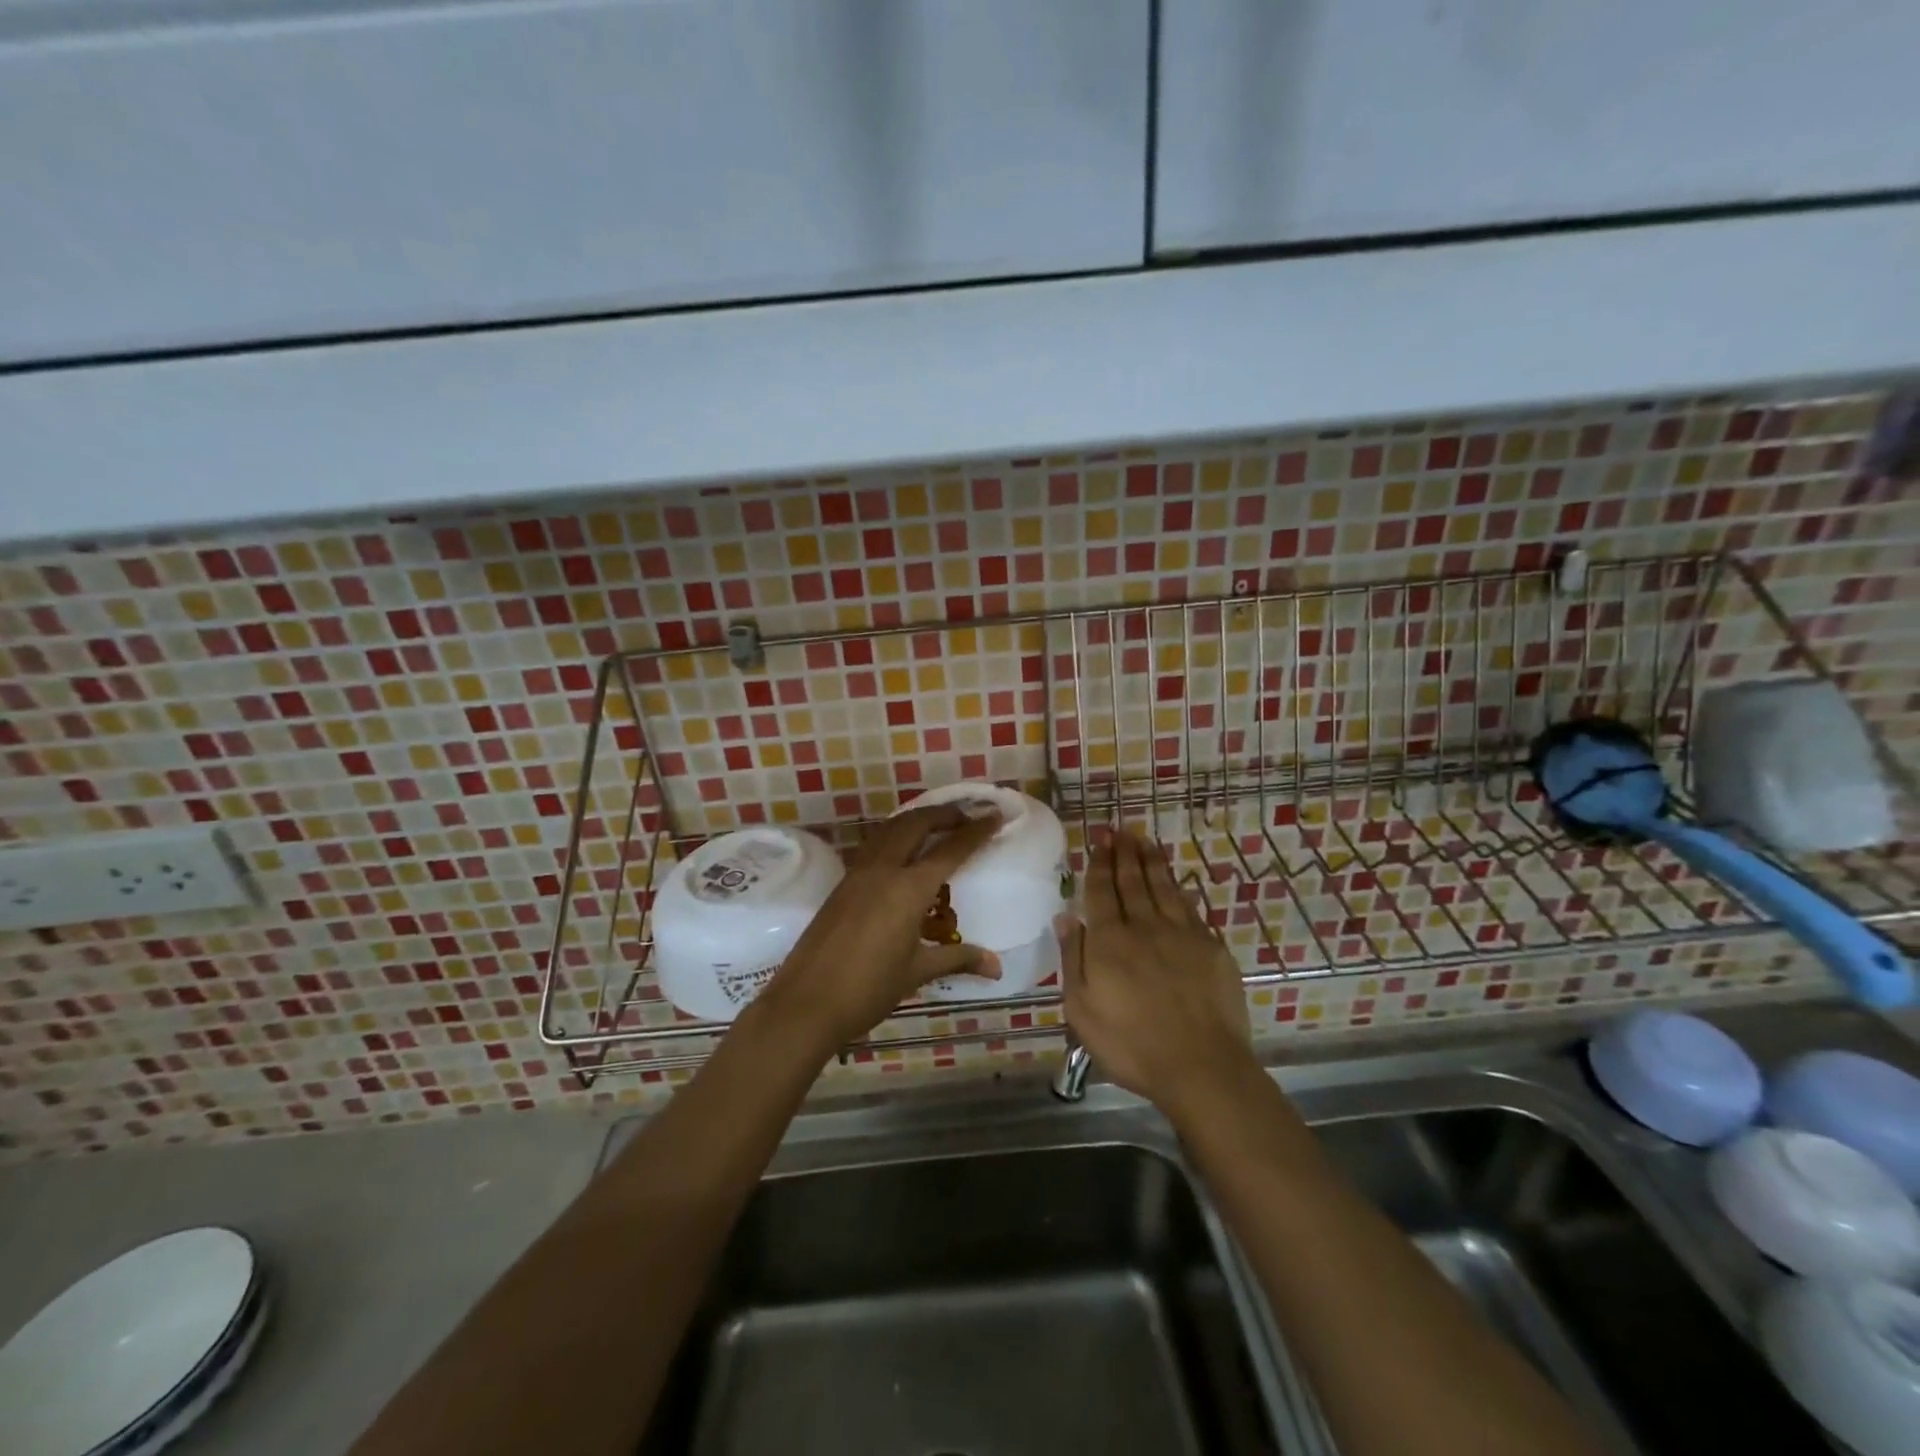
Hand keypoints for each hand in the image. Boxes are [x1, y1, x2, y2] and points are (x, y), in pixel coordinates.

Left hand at [761, 803, 1000, 1049]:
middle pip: (916, 823)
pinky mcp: (842, 883)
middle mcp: (884, 870)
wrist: (806, 1003)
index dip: (975, 831)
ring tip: (937, 826)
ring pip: (891, 829)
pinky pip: (875, 845)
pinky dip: (896, 835)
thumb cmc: (868, 989)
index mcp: (908, 888)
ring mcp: (858, 873)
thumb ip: (958, 959)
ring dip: (917, 820)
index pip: (949, 849)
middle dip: (944, 814)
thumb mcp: (917, 972)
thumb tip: (996, 966)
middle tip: (967, 816)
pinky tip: (904, 852)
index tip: (995, 816)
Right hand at [1062, 829, 1253, 1118]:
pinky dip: (1177, 887)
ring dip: (1151, 861)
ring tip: (1143, 840)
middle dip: (1123, 853)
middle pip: (1132, 882)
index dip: (1099, 864)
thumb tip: (1065, 917)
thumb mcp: (1081, 1010)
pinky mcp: (1210, 947)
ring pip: (1162, 887)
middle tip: (1118, 830)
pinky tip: (1173, 880)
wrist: (1201, 1067)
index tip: (1099, 841)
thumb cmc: (1131, 1045)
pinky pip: (1189, 907)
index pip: (1102, 892)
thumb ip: (1072, 959)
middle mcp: (1144, 927)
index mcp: (1109, 942)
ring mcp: (1181, 934)